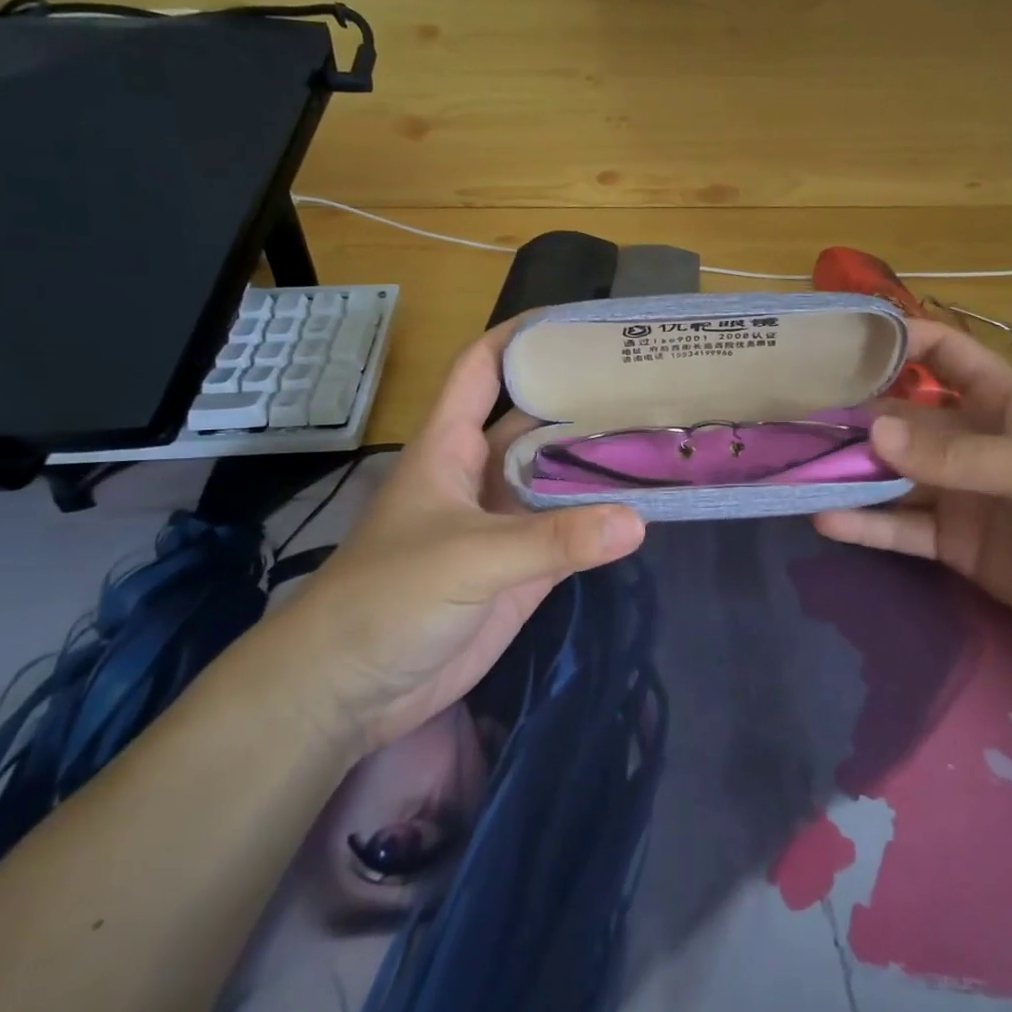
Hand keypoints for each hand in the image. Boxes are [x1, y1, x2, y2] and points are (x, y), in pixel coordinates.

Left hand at [277, 323, 645, 752]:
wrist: (350, 689)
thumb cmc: (389, 598)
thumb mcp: (467, 557)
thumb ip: (551, 539)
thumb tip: (636, 520)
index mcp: (451, 445)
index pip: (483, 369)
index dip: (521, 337)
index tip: (579, 322)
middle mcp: (482, 473)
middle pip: (536, 421)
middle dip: (581, 399)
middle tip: (648, 383)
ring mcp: (504, 523)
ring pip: (559, 477)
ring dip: (600, 461)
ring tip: (660, 435)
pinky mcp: (522, 569)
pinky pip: (571, 533)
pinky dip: (603, 521)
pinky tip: (644, 507)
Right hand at [814, 319, 1011, 668]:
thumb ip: (956, 454)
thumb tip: (873, 433)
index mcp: (1002, 400)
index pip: (944, 352)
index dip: (899, 339)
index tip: (841, 343)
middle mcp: (973, 440)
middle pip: (903, 418)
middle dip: (855, 417)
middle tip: (793, 419)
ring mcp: (962, 494)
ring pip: (894, 476)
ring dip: (850, 473)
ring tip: (795, 471)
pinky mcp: (957, 545)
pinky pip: (902, 528)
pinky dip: (865, 525)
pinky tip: (825, 520)